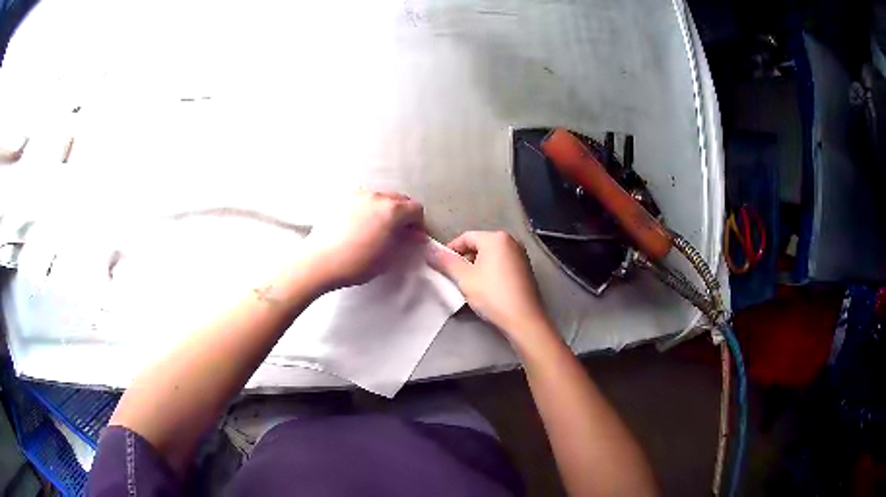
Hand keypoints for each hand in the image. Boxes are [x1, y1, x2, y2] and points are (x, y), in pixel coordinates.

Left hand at [304, 191, 423, 289]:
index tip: (413, 237)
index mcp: (392, 210)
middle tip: (398, 232)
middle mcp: (377, 196)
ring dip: (385, 209)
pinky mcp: (341, 200)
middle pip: (399, 199)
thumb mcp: (389, 257)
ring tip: (377, 228)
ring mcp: (357, 195)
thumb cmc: (358, 262)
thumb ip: (405, 241)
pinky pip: (362, 200)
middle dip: (403, 214)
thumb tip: (413, 235)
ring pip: (380, 197)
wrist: (321, 261)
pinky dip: (367, 209)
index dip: (418, 224)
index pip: (416, 209)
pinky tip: (359, 225)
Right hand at [429, 230, 551, 339]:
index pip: (466, 237)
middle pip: (479, 245)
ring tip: (468, 284)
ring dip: (477, 266)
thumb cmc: (492, 295)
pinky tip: (486, 288)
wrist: (523, 319)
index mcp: (496, 238)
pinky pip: (502, 264)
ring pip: (491, 256)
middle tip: (454, 276)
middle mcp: (511, 241)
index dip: (450, 250)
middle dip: (464, 259)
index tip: (440, 265)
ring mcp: (521, 255)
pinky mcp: (526, 269)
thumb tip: (429, 250)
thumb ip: (446, 262)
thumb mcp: (464, 278)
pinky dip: (490, 271)